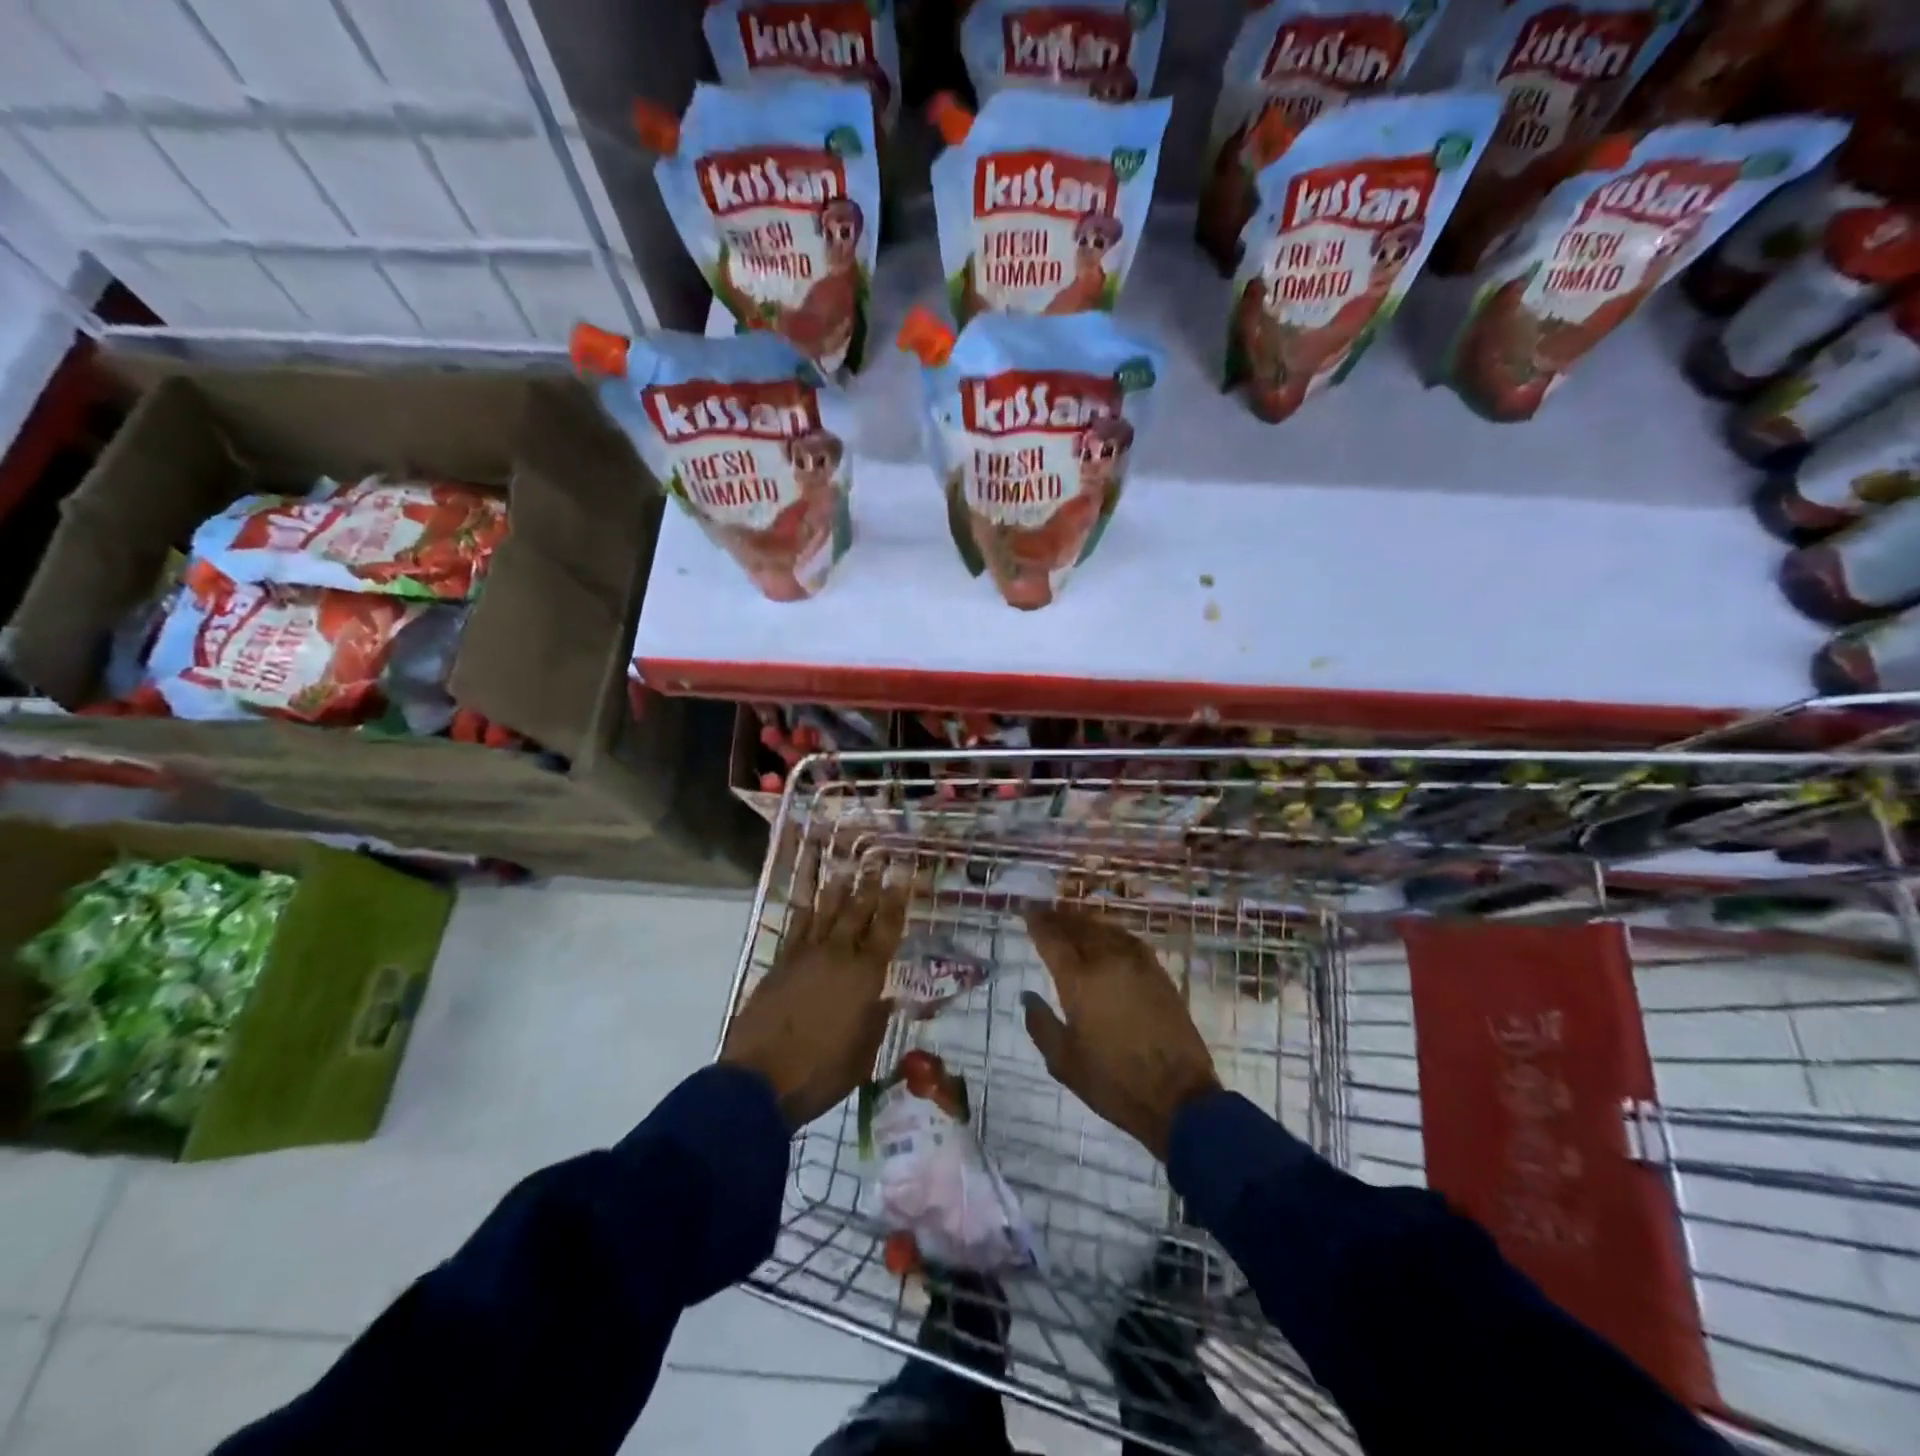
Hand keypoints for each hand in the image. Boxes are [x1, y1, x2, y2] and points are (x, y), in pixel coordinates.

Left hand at [721, 871, 908, 1129]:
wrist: (759, 1080)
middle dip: (869, 885)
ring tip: (846, 868)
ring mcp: (806, 956)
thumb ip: (875, 1021)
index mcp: (865, 977)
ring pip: (825, 912)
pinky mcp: (780, 963)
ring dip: (838, 889)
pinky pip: (796, 926)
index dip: (896, 901)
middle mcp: (838, 956)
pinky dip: (804, 908)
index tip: (902, 877)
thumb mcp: (862, 1056)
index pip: (886, 929)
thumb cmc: (820, 1074)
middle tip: (877, 860)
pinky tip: (808, 897)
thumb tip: (884, 999)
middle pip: (857, 912)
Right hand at [1021, 906, 1220, 1161]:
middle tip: (1045, 913)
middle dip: (1059, 918)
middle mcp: (1107, 962)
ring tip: (1071, 920)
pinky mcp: (1159, 974)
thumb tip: (1028, 996)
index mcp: (1079, 981)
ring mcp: (1137, 965)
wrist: (1178, 1097)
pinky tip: (1107, 935)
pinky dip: (1111, 931)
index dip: (1038, 923)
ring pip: (1105, 930)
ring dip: (1084, 921)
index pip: (1053, 940)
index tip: (1027, 912)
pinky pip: (1129, 940)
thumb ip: (1040, 1025)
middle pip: (1079, 928)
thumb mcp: (1064, 1062)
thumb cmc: (1113, 1082)